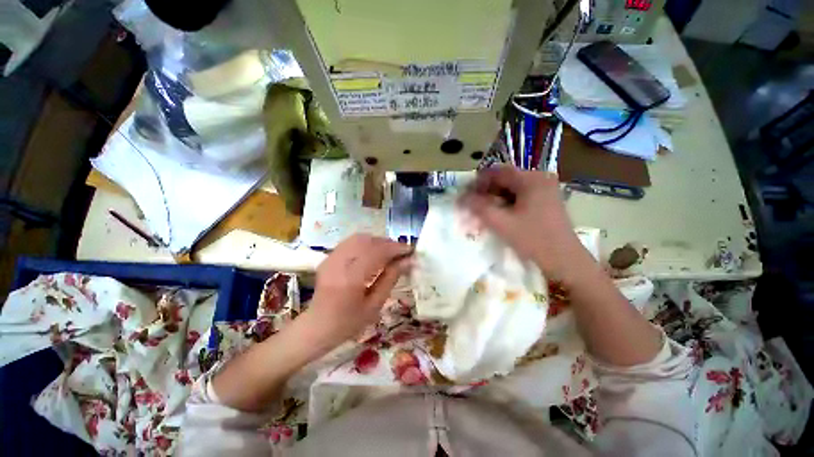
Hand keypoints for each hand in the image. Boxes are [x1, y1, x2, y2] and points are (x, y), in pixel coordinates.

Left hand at [303, 234, 411, 347]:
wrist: (317, 327)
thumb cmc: (348, 323)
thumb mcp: (374, 305)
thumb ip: (391, 278)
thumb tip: (408, 261)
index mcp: (351, 279)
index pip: (377, 252)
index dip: (396, 248)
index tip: (410, 250)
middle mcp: (339, 263)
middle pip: (368, 241)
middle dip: (388, 243)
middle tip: (402, 252)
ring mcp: (331, 258)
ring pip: (359, 238)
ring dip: (378, 241)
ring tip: (389, 252)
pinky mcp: (328, 257)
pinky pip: (351, 242)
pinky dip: (366, 243)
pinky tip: (373, 252)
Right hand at [460, 166, 592, 281]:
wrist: (566, 262)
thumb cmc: (534, 240)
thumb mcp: (502, 223)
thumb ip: (479, 207)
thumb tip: (461, 197)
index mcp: (531, 179)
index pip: (497, 172)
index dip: (478, 182)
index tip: (465, 195)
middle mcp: (539, 179)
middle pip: (504, 179)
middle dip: (485, 191)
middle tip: (472, 205)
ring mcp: (545, 190)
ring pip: (511, 189)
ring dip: (494, 198)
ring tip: (482, 212)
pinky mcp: (545, 201)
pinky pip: (520, 197)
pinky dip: (506, 204)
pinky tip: (498, 215)